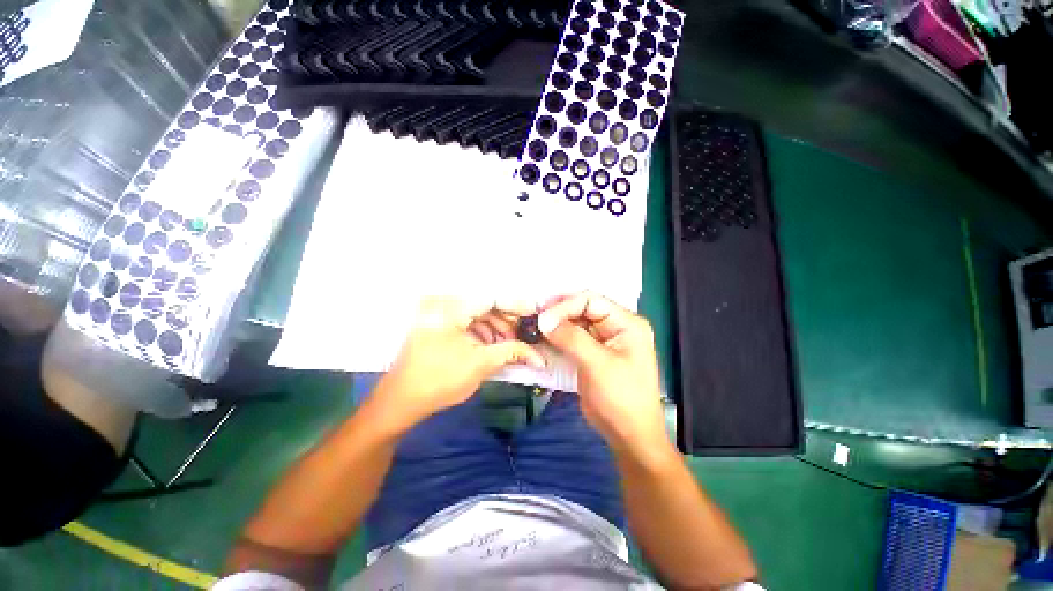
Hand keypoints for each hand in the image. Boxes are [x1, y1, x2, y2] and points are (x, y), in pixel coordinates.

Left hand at [374, 298, 544, 429]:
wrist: (401, 401)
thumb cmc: (440, 381)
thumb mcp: (481, 364)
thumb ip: (513, 352)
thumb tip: (540, 357)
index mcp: (451, 308)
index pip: (492, 298)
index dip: (516, 305)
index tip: (536, 313)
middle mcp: (444, 303)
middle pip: (485, 304)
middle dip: (507, 320)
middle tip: (525, 334)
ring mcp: (439, 314)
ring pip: (477, 314)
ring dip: (496, 328)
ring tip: (510, 345)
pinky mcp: (438, 324)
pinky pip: (467, 322)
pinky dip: (483, 332)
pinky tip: (492, 346)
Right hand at [538, 292, 670, 461]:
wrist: (628, 436)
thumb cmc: (621, 399)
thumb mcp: (598, 365)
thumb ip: (571, 338)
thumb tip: (543, 319)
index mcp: (626, 323)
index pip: (591, 300)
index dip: (565, 305)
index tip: (541, 317)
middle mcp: (615, 326)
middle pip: (582, 309)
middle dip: (558, 314)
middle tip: (533, 320)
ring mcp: (602, 340)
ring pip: (574, 323)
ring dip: (555, 326)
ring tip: (534, 329)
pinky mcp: (591, 353)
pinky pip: (572, 339)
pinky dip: (557, 339)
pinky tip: (542, 340)